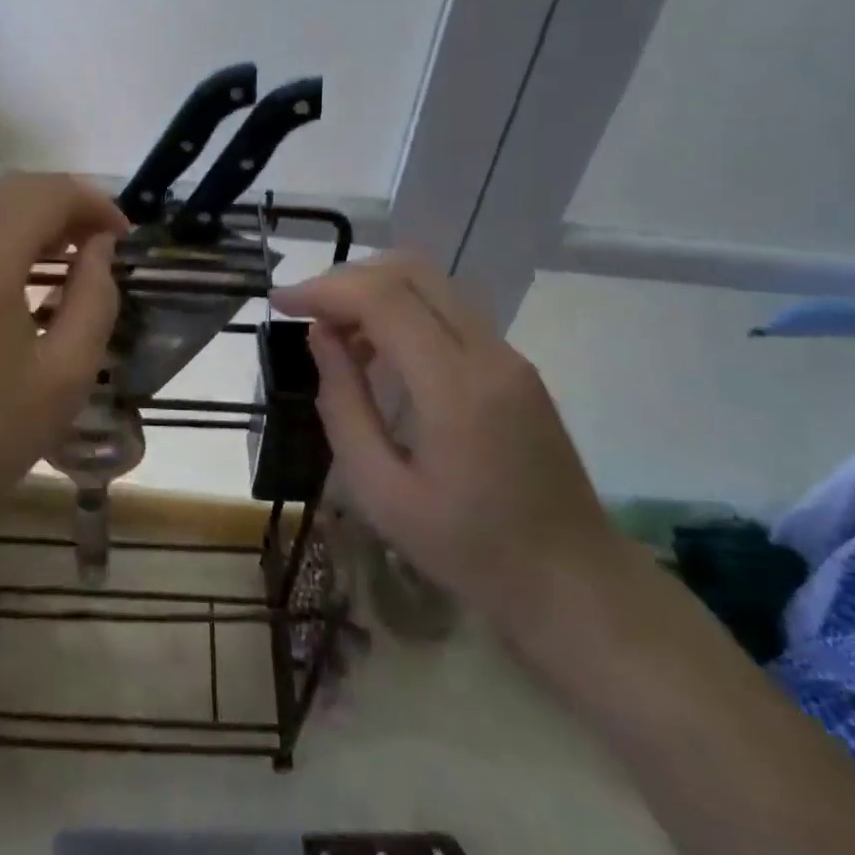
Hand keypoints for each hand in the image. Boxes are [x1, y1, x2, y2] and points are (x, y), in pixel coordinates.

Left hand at [0, 174, 126, 512]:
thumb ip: (94, 299)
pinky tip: (8, 283)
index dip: (95, 203)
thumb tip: (99, 250)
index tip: (125, 237)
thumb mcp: (64, 374)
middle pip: (10, 190)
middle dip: (62, 205)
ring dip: (25, 219)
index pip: (48, 192)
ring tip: (60, 260)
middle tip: (98, 245)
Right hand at [272, 255, 616, 629]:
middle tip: (305, 310)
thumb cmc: (468, 550)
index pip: (384, 298)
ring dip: (374, 290)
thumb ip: (344, 405)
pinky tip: (376, 351)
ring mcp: (508, 355)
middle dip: (347, 278)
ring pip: (432, 283)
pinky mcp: (514, 365)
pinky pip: (448, 311)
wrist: (573, 582)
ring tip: (334, 333)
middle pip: (411, 272)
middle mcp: (489, 353)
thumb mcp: (381, 492)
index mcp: (456, 388)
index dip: (325, 289)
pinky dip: (402, 310)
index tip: (280, 303)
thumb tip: (320, 336)